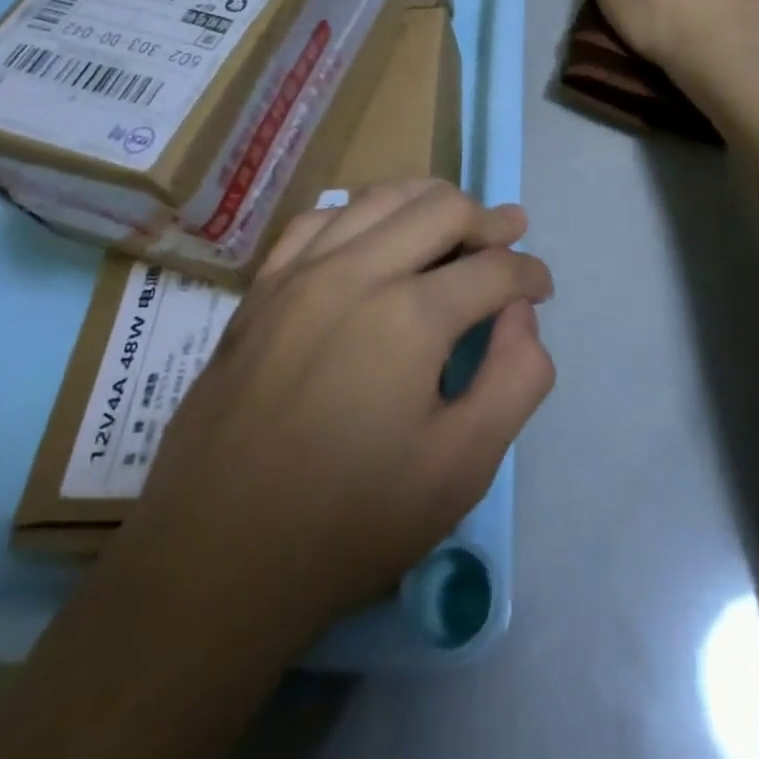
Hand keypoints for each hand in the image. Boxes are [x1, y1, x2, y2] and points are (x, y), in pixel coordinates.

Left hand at [128, 180, 554, 629]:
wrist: (216, 561)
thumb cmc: (350, 522)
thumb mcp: (462, 467)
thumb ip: (515, 378)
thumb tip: (521, 314)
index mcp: (410, 316)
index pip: (494, 268)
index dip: (530, 272)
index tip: (542, 286)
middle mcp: (355, 272)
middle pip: (442, 208)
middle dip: (489, 219)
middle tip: (510, 236)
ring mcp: (300, 272)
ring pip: (380, 197)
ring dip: (429, 201)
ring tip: (455, 220)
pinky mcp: (261, 288)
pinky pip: (319, 218)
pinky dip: (360, 210)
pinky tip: (372, 230)